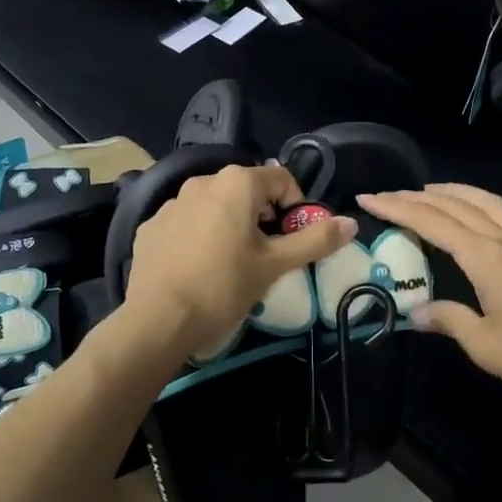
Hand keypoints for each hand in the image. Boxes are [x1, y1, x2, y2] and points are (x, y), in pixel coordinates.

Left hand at [125, 164, 356, 359]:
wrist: (158, 320)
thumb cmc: (224, 286)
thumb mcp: (275, 265)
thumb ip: (315, 240)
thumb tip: (351, 223)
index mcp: (237, 183)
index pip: (282, 180)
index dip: (296, 208)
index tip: (293, 240)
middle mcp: (202, 181)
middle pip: (247, 191)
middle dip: (262, 217)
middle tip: (265, 255)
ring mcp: (172, 203)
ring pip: (215, 206)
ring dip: (230, 225)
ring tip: (230, 263)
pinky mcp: (151, 226)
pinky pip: (186, 222)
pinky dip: (199, 236)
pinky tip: (198, 268)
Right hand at [358, 184, 501, 424]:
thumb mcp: (484, 346)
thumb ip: (448, 320)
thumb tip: (415, 311)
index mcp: (487, 258)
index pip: (433, 222)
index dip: (398, 208)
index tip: (369, 197)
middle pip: (456, 205)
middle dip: (417, 196)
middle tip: (386, 193)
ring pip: (484, 201)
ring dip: (451, 191)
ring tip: (425, 192)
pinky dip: (478, 202)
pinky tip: (472, 213)